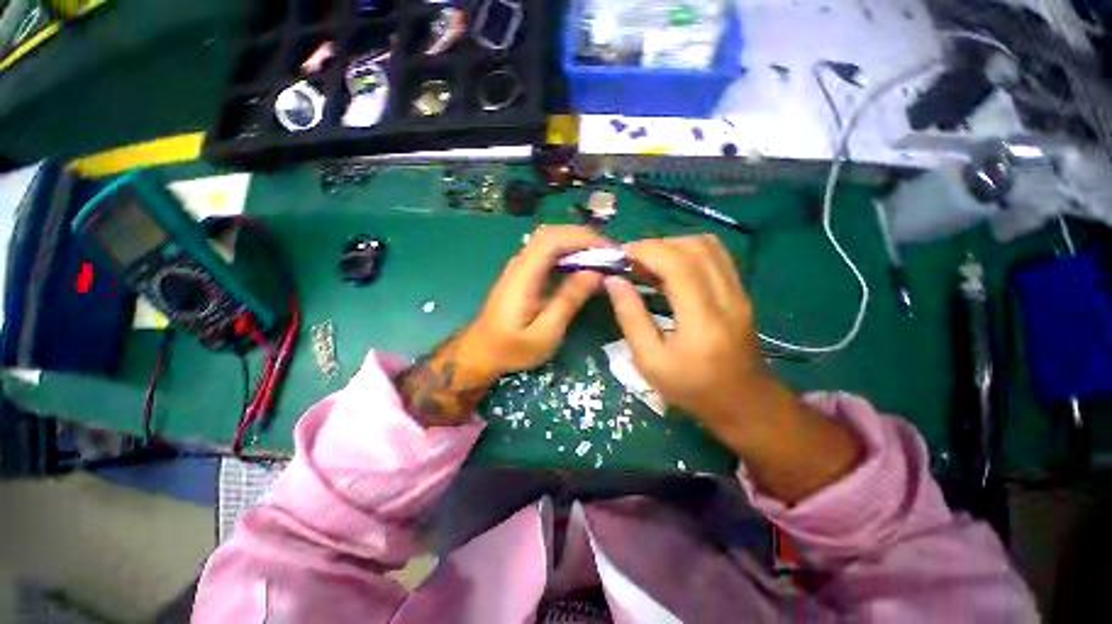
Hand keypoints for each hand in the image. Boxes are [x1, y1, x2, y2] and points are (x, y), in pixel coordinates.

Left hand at [398, 225, 608, 426]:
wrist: (482, 351)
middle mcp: (520, 263)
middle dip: (584, 238)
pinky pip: (549, 252)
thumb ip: (568, 301)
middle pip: (552, 234)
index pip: (552, 240)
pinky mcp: (524, 272)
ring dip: (578, 243)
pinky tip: (584, 266)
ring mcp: (520, 266)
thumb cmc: (512, 349)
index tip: (609, 251)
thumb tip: (595, 273)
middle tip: (611, 254)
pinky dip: (570, 253)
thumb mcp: (545, 333)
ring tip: (603, 258)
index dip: (582, 239)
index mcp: (523, 276)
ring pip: (551, 240)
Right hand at [604, 235, 764, 430]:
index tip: (620, 256)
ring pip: (707, 245)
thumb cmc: (690, 388)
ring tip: (649, 263)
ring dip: (672, 245)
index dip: (646, 251)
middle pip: (693, 247)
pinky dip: (687, 251)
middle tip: (631, 261)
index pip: (677, 264)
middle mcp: (727, 297)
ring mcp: (739, 291)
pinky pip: (715, 255)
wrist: (742, 402)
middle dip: (656, 246)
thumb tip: (613, 281)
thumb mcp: (649, 361)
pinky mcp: (741, 291)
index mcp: (702, 319)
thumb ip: (630, 317)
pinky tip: (670, 268)